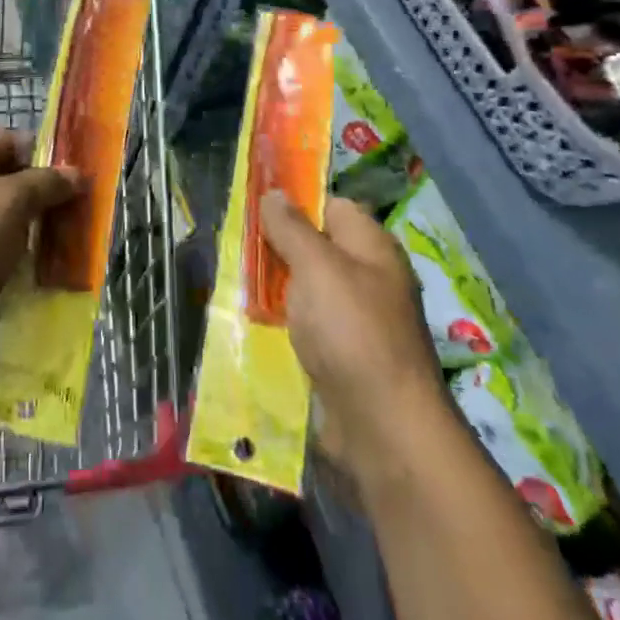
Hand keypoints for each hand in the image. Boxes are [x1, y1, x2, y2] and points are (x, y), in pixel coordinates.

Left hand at [0, 130, 80, 371]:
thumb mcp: (10, 201)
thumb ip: (46, 182)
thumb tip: (77, 174)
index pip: (12, 142)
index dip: (48, 156)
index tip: (83, 177)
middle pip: (10, 179)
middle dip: (45, 195)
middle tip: (84, 210)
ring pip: (5, 217)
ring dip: (34, 228)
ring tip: (73, 239)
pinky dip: (17, 256)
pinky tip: (46, 267)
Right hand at [260, 192, 451, 478]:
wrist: (382, 426)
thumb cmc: (351, 331)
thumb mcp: (316, 267)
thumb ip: (292, 229)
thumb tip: (274, 193)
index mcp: (371, 247)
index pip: (332, 206)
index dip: (296, 203)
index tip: (254, 209)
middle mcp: (368, 277)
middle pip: (316, 248)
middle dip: (277, 248)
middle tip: (237, 249)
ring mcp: (356, 318)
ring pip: (308, 289)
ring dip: (276, 288)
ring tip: (237, 285)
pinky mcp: (343, 354)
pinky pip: (308, 326)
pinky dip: (284, 324)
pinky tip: (256, 325)